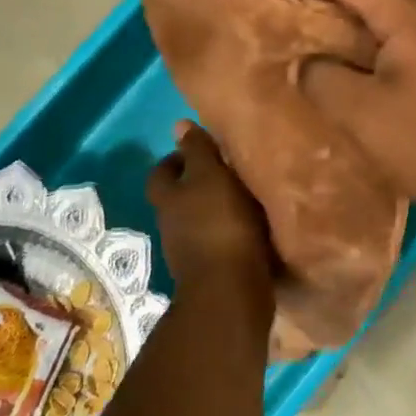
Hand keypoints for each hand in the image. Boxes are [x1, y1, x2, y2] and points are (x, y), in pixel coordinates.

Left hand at [146, 123, 275, 320]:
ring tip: (246, 196)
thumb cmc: (220, 224)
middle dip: (198, 184)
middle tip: (229, 170)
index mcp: (168, 198)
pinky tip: (253, 226)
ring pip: (199, 220)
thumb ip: (197, 151)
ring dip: (216, 209)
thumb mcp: (210, 176)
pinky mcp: (212, 270)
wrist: (231, 291)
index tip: (202, 149)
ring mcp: (189, 251)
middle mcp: (172, 224)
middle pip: (178, 198)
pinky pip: (218, 241)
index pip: (162, 172)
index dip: (177, 159)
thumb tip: (178, 125)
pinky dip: (230, 231)